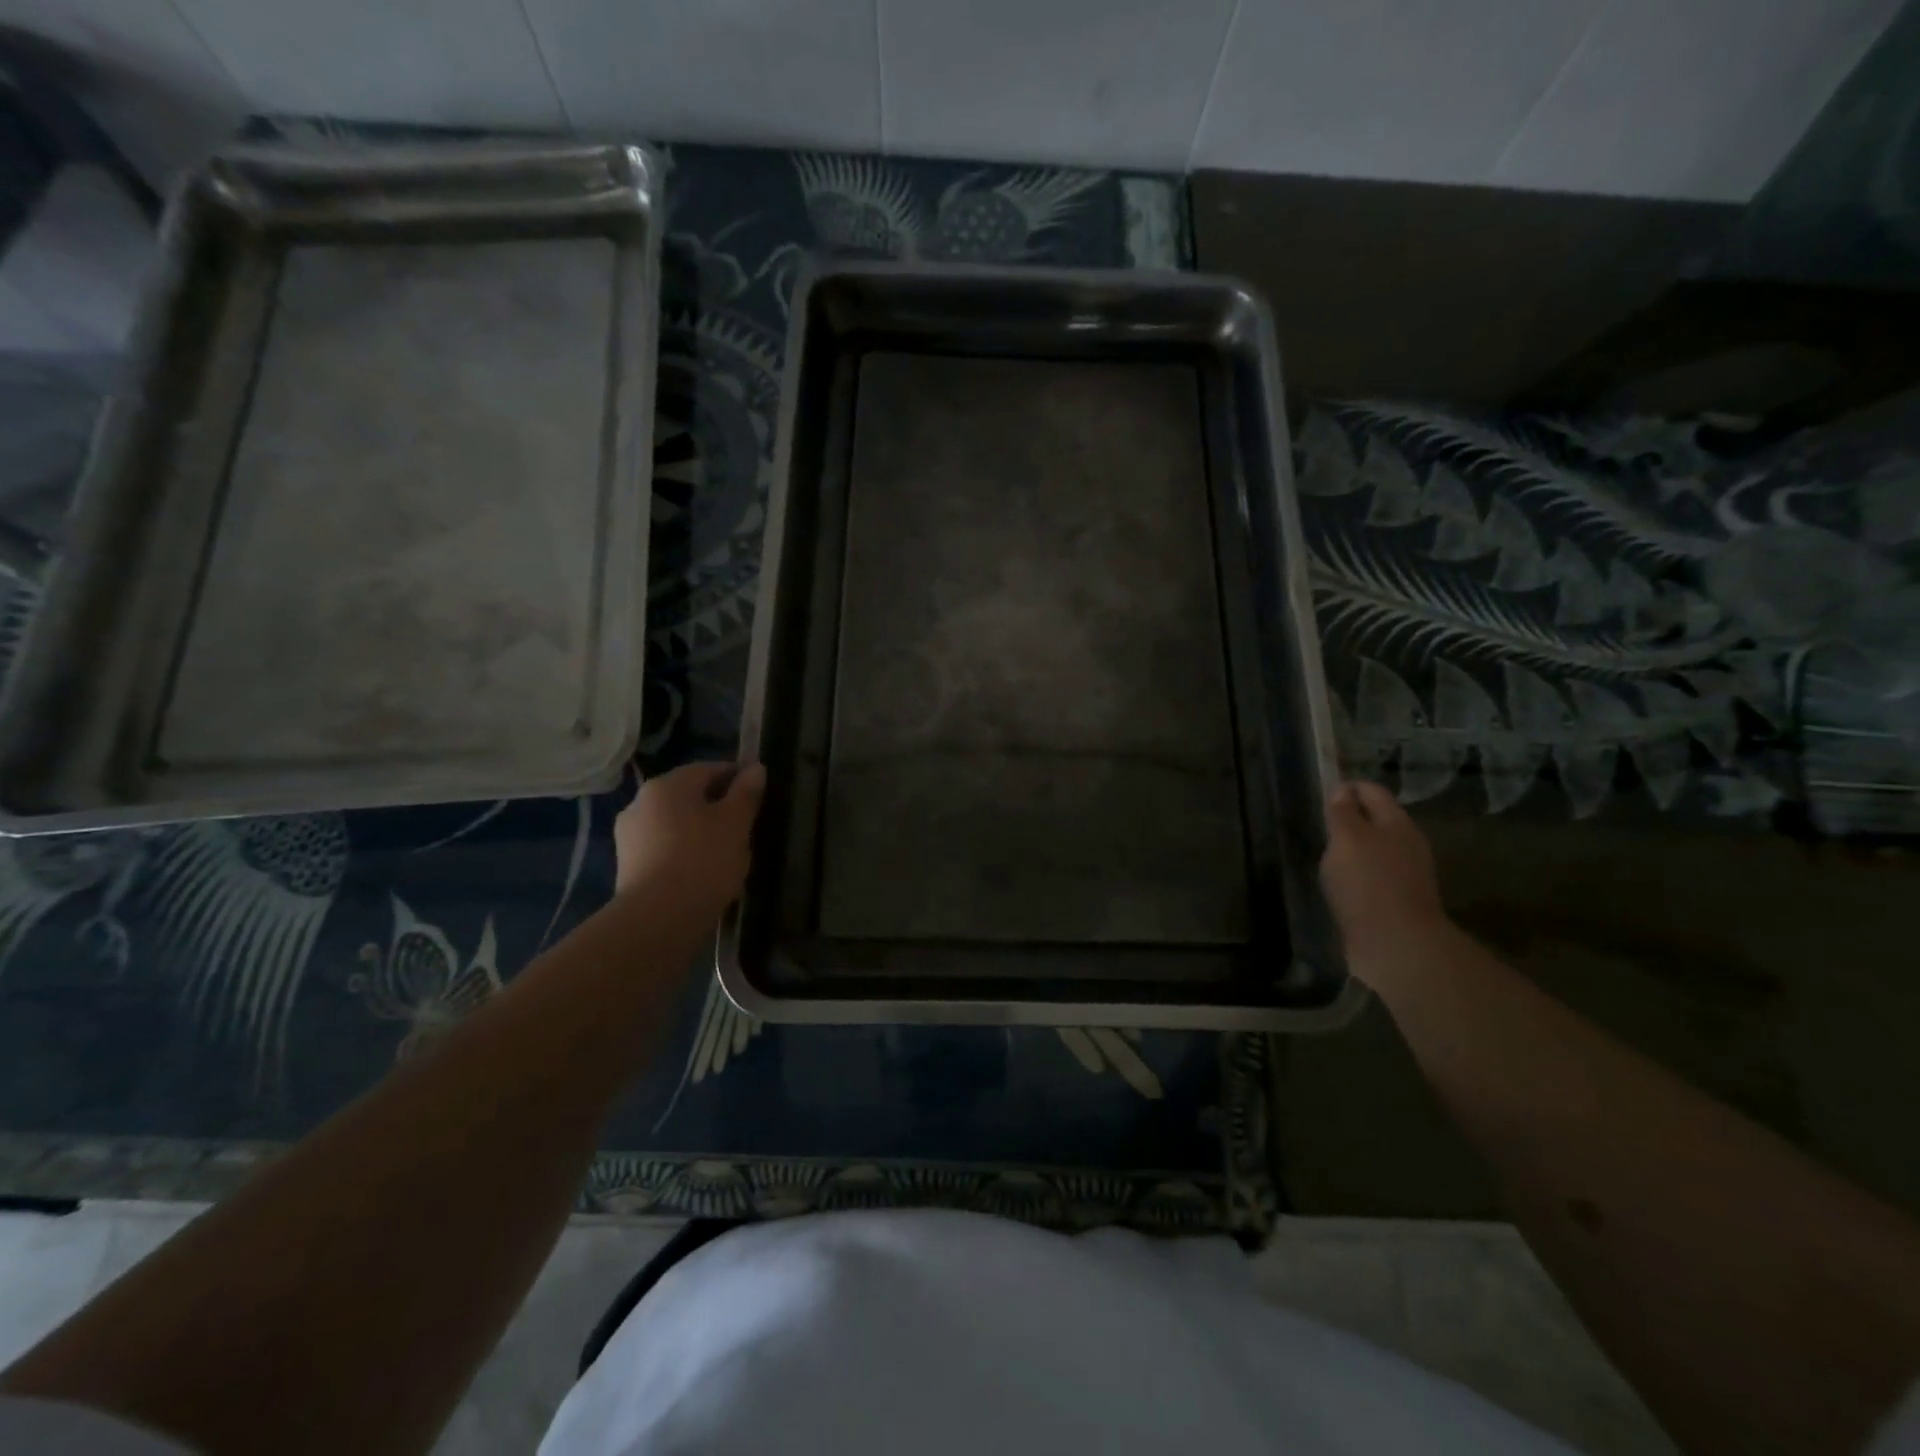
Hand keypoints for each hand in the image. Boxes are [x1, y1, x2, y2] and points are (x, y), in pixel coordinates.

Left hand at [614, 762, 766, 922]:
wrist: (658, 918)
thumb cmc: (704, 860)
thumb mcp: (736, 823)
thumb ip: (746, 793)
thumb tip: (755, 768)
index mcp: (668, 784)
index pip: (709, 769)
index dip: (737, 778)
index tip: (758, 796)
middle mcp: (641, 802)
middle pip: (689, 796)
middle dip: (717, 807)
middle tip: (745, 828)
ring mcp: (629, 835)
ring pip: (676, 823)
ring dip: (700, 831)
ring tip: (726, 854)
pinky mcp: (627, 866)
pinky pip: (664, 848)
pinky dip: (684, 852)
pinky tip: (702, 873)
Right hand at [1320, 780, 1449, 978]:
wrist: (1397, 944)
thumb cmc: (1367, 882)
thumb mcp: (1346, 839)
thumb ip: (1342, 812)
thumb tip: (1342, 790)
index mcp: (1396, 822)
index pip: (1372, 791)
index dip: (1347, 788)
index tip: (1322, 798)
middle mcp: (1407, 843)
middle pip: (1377, 819)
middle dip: (1351, 818)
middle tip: (1322, 826)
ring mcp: (1406, 873)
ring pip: (1377, 848)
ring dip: (1354, 848)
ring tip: (1328, 855)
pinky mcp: (1399, 899)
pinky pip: (1376, 875)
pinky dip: (1359, 873)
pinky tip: (1343, 884)